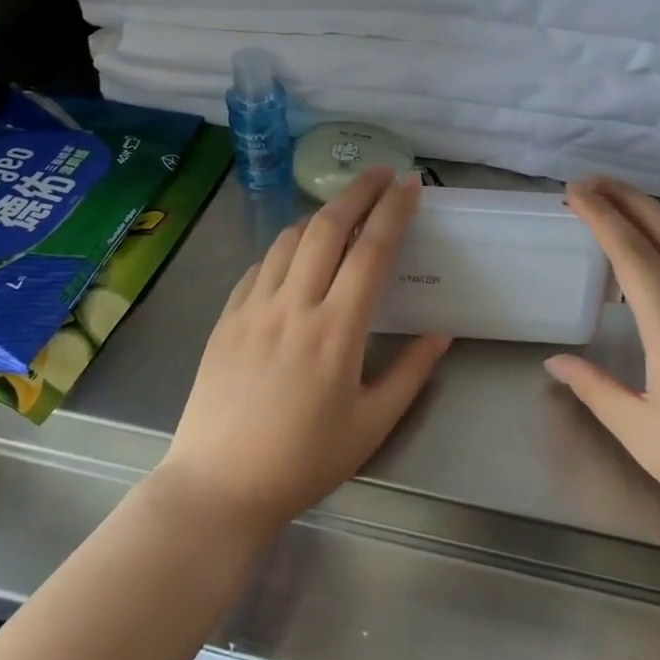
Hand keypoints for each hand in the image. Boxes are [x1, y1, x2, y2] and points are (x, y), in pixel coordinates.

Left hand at [156, 168, 450, 536]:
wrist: (218, 485)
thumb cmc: (303, 461)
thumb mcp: (371, 426)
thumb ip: (410, 374)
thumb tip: (441, 334)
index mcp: (336, 331)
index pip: (371, 251)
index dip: (393, 212)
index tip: (410, 185)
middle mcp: (293, 306)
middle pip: (326, 227)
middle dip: (357, 192)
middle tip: (379, 174)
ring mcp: (253, 308)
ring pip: (288, 239)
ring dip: (319, 216)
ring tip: (341, 211)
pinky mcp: (226, 318)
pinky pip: (259, 266)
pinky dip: (284, 248)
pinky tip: (294, 256)